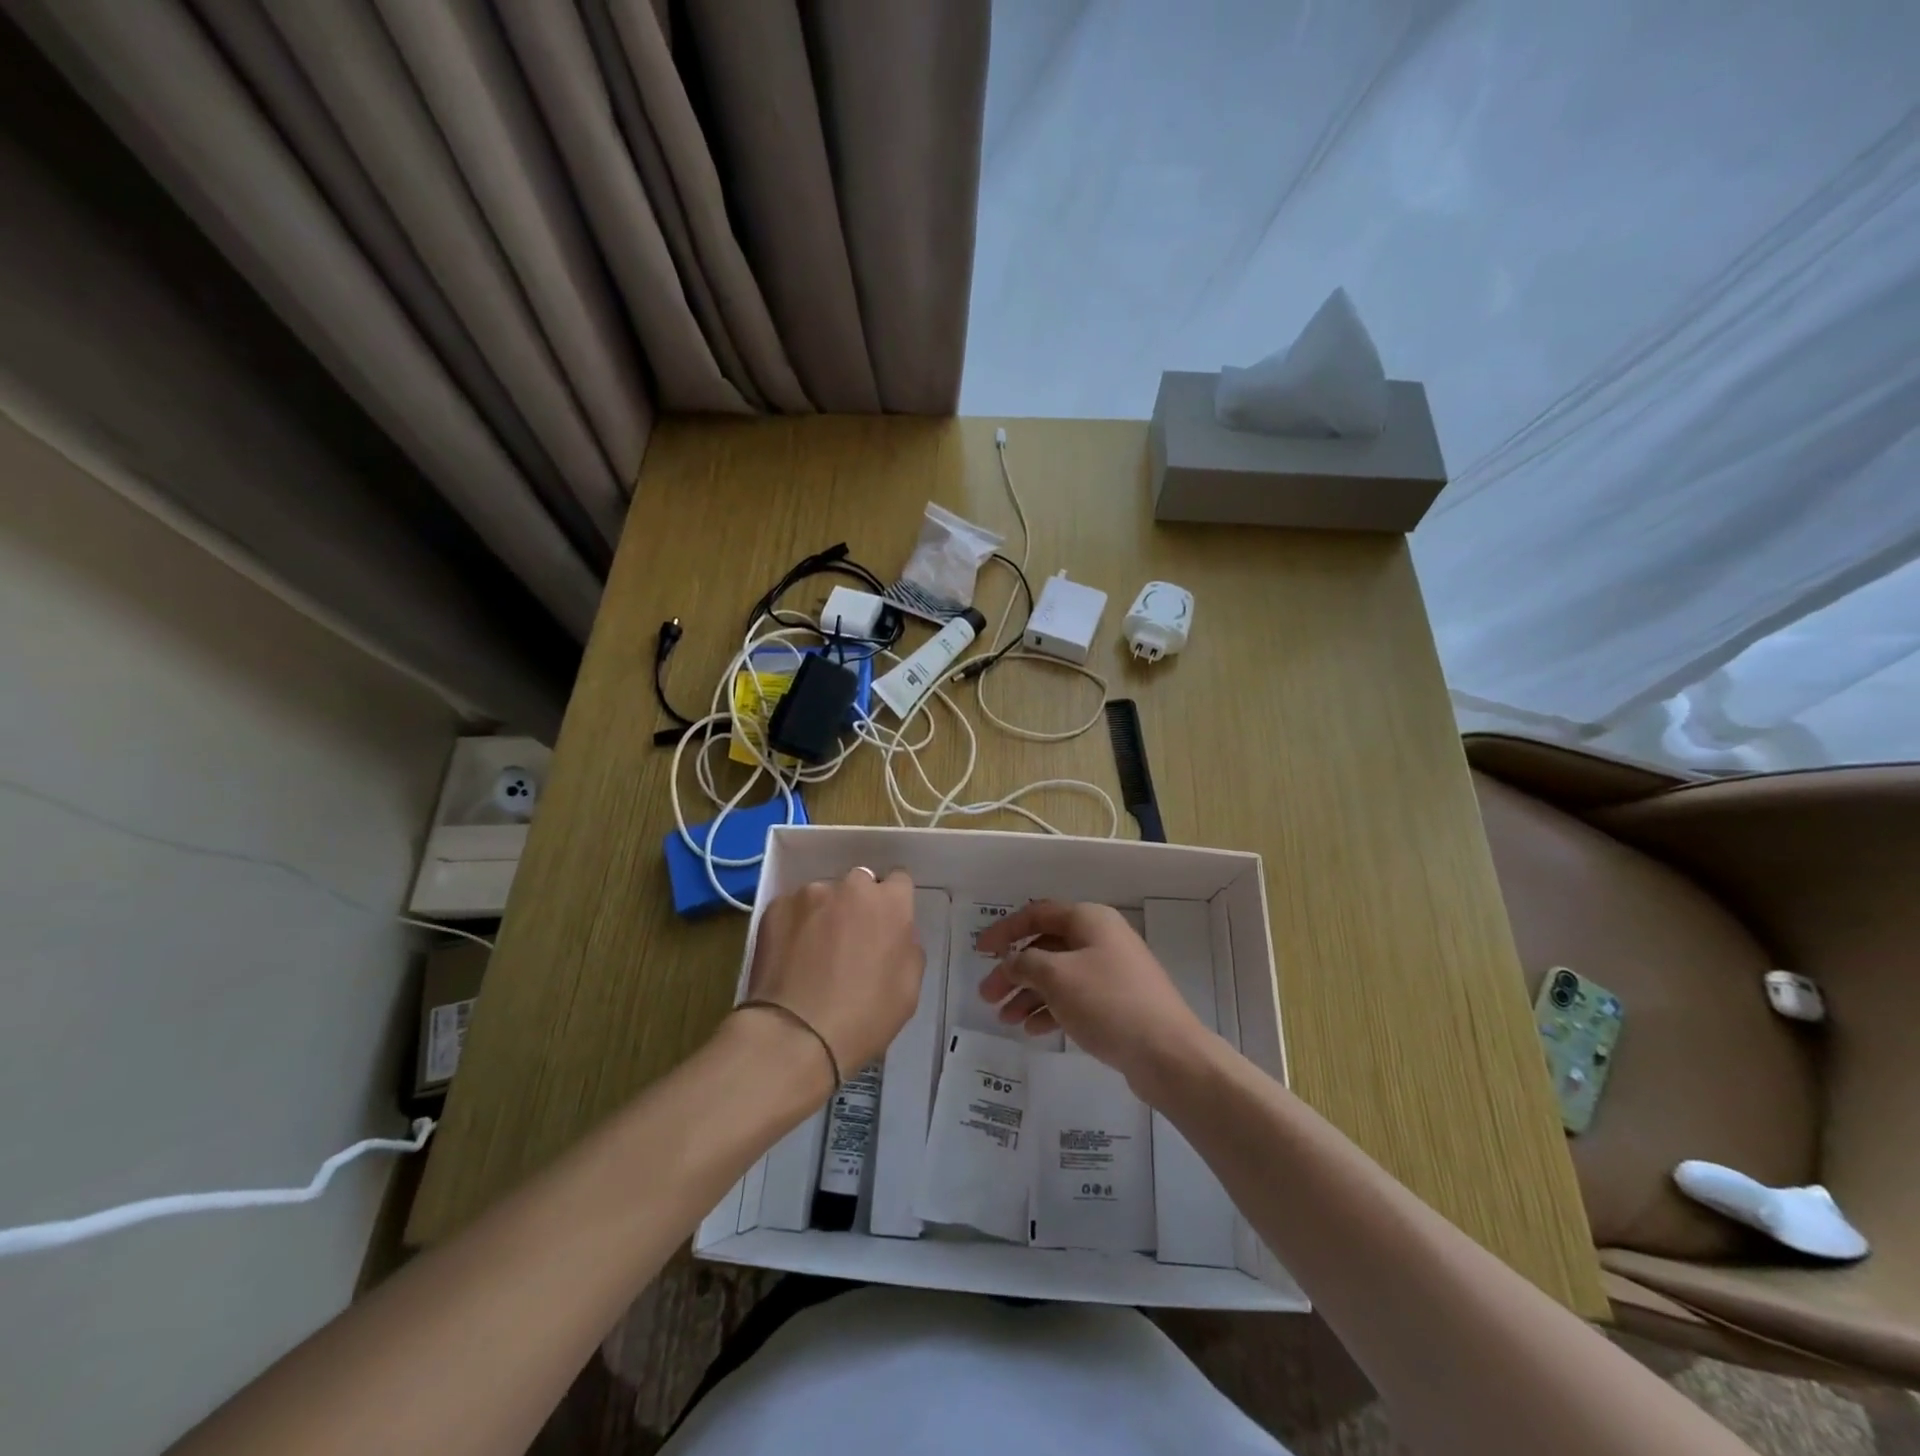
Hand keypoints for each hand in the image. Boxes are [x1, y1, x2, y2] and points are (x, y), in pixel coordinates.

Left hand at [742, 868, 924, 1084]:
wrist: (796, 1034)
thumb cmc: (864, 1017)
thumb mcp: (909, 988)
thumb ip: (907, 947)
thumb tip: (895, 935)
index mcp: (890, 902)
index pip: (898, 881)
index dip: (893, 903)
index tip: (885, 926)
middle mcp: (851, 886)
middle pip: (859, 883)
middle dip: (857, 905)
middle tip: (849, 941)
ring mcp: (810, 894)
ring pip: (823, 896)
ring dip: (824, 914)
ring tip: (813, 953)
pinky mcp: (775, 907)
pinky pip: (792, 910)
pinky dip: (794, 926)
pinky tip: (789, 958)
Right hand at [974, 900, 1214, 1095]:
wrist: (1168, 1053)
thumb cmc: (1108, 1003)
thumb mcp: (1057, 977)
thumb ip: (1025, 963)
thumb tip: (1011, 960)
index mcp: (1090, 920)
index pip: (1038, 914)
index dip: (1006, 930)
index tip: (980, 951)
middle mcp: (1102, 938)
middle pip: (1046, 947)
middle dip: (1014, 970)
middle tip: (988, 996)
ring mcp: (1112, 971)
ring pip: (1059, 975)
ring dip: (1029, 993)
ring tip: (1005, 1018)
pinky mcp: (1118, 1002)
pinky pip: (1075, 998)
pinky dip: (1051, 1009)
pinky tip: (1033, 1030)